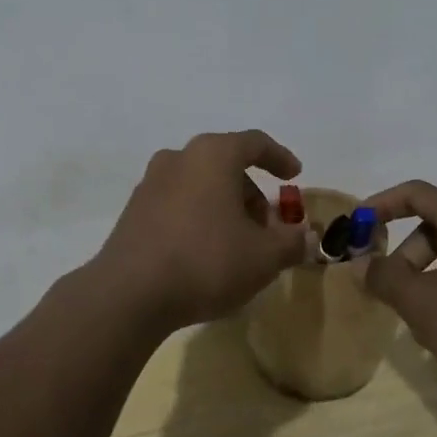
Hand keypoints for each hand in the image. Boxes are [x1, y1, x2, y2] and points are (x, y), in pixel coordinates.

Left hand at [95, 131, 308, 331]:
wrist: (129, 293)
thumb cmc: (206, 261)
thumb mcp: (263, 257)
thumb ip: (291, 242)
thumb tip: (306, 237)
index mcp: (212, 155)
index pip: (254, 143)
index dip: (279, 158)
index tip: (295, 176)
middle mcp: (179, 158)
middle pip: (225, 164)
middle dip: (251, 193)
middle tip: (268, 227)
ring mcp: (151, 183)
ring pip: (200, 184)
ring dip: (224, 206)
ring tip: (238, 244)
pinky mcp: (134, 210)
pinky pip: (177, 203)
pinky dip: (198, 216)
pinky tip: (205, 252)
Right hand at [362, 180, 436, 403]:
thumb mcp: (420, 303)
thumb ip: (383, 277)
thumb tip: (359, 264)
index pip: (415, 193)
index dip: (380, 205)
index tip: (355, 226)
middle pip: (434, 223)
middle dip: (403, 252)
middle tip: (387, 285)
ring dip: (425, 273)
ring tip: (416, 314)